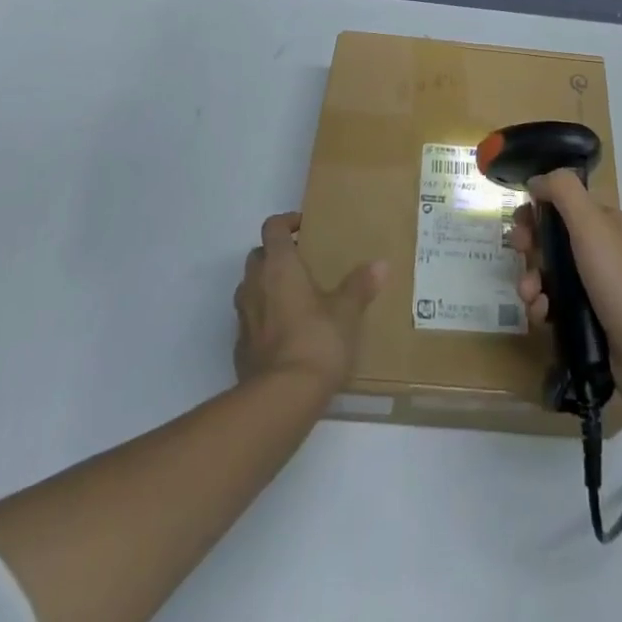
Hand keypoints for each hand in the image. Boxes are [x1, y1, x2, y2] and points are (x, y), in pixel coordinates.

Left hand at [234, 213, 383, 391]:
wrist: (281, 399)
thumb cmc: (316, 341)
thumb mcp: (347, 312)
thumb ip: (360, 285)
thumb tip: (381, 264)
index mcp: (279, 266)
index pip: (273, 228)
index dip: (286, 221)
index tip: (305, 227)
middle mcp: (254, 285)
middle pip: (257, 255)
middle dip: (275, 255)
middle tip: (302, 263)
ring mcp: (243, 317)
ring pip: (249, 288)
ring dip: (266, 286)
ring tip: (294, 297)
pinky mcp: (239, 348)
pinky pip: (249, 320)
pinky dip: (263, 318)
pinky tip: (285, 333)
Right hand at [510, 172, 621, 407]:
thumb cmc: (618, 280)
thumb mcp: (591, 224)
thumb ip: (563, 191)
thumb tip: (536, 180)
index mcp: (607, 222)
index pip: (565, 203)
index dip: (538, 209)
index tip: (520, 222)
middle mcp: (603, 248)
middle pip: (553, 237)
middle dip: (530, 245)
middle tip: (519, 254)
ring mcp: (597, 284)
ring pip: (550, 271)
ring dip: (532, 279)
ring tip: (530, 295)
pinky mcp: (589, 316)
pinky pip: (556, 301)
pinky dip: (543, 305)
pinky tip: (542, 314)